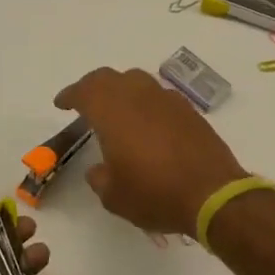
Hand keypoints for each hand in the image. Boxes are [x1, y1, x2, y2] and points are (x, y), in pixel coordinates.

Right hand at [53, 68, 248, 235]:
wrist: (213, 194)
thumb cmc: (155, 194)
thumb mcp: (114, 196)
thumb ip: (100, 178)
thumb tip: (100, 169)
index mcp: (113, 112)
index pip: (85, 91)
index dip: (70, 95)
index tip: (61, 104)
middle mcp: (139, 97)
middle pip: (110, 78)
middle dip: (93, 86)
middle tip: (84, 101)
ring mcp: (167, 101)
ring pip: (137, 80)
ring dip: (121, 89)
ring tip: (116, 108)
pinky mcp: (189, 111)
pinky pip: (159, 96)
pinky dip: (145, 102)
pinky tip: (146, 121)